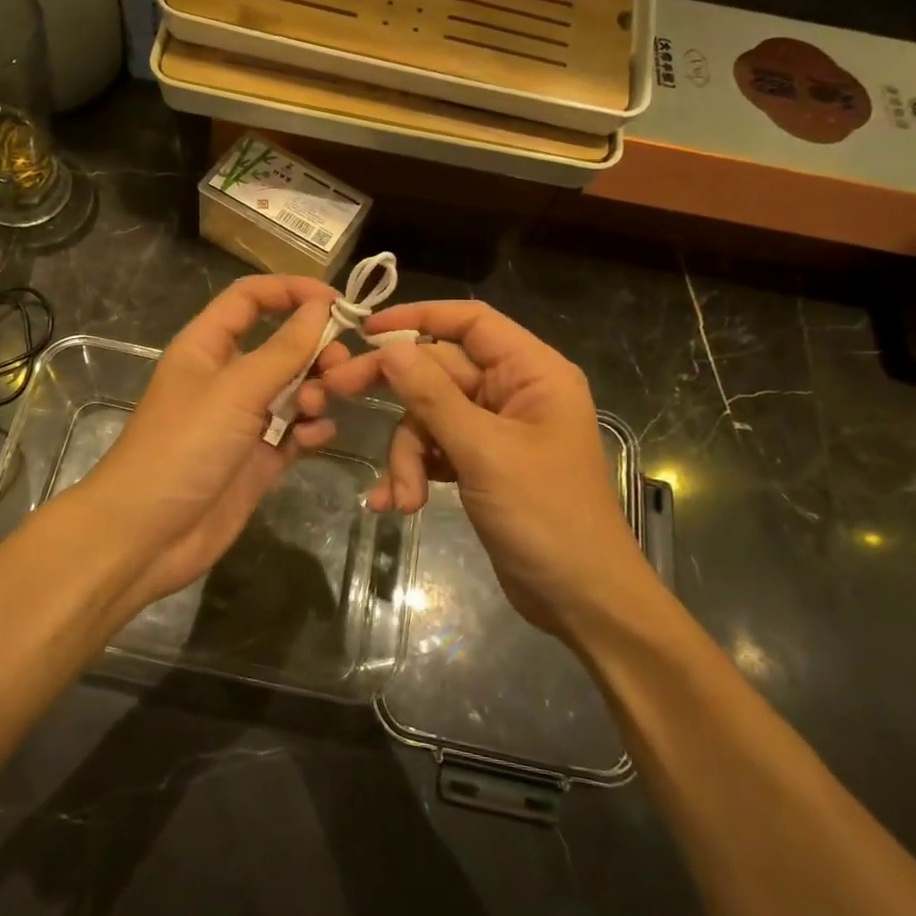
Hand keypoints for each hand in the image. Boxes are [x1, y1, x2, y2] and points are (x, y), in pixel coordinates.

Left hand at [78, 274, 341, 611]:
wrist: (147, 535)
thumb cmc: (184, 447)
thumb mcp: (235, 390)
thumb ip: (284, 349)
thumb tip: (322, 306)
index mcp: (207, 346)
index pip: (250, 299)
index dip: (291, 291)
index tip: (338, 302)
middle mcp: (227, 377)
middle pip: (281, 345)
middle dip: (314, 350)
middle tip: (339, 368)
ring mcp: (243, 420)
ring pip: (295, 389)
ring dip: (316, 391)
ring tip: (316, 409)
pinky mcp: (258, 459)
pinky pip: (296, 431)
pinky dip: (311, 430)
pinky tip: (315, 438)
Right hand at [317, 301, 652, 638]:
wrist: (581, 599)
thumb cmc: (546, 516)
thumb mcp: (484, 451)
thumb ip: (433, 396)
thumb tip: (391, 348)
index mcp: (531, 372)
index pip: (470, 322)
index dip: (418, 317)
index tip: (366, 329)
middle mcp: (513, 392)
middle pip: (438, 371)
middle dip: (396, 397)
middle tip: (334, 392)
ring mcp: (495, 430)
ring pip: (429, 416)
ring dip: (407, 455)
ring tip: (403, 496)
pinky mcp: (481, 463)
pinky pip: (435, 450)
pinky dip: (414, 472)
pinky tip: (397, 503)